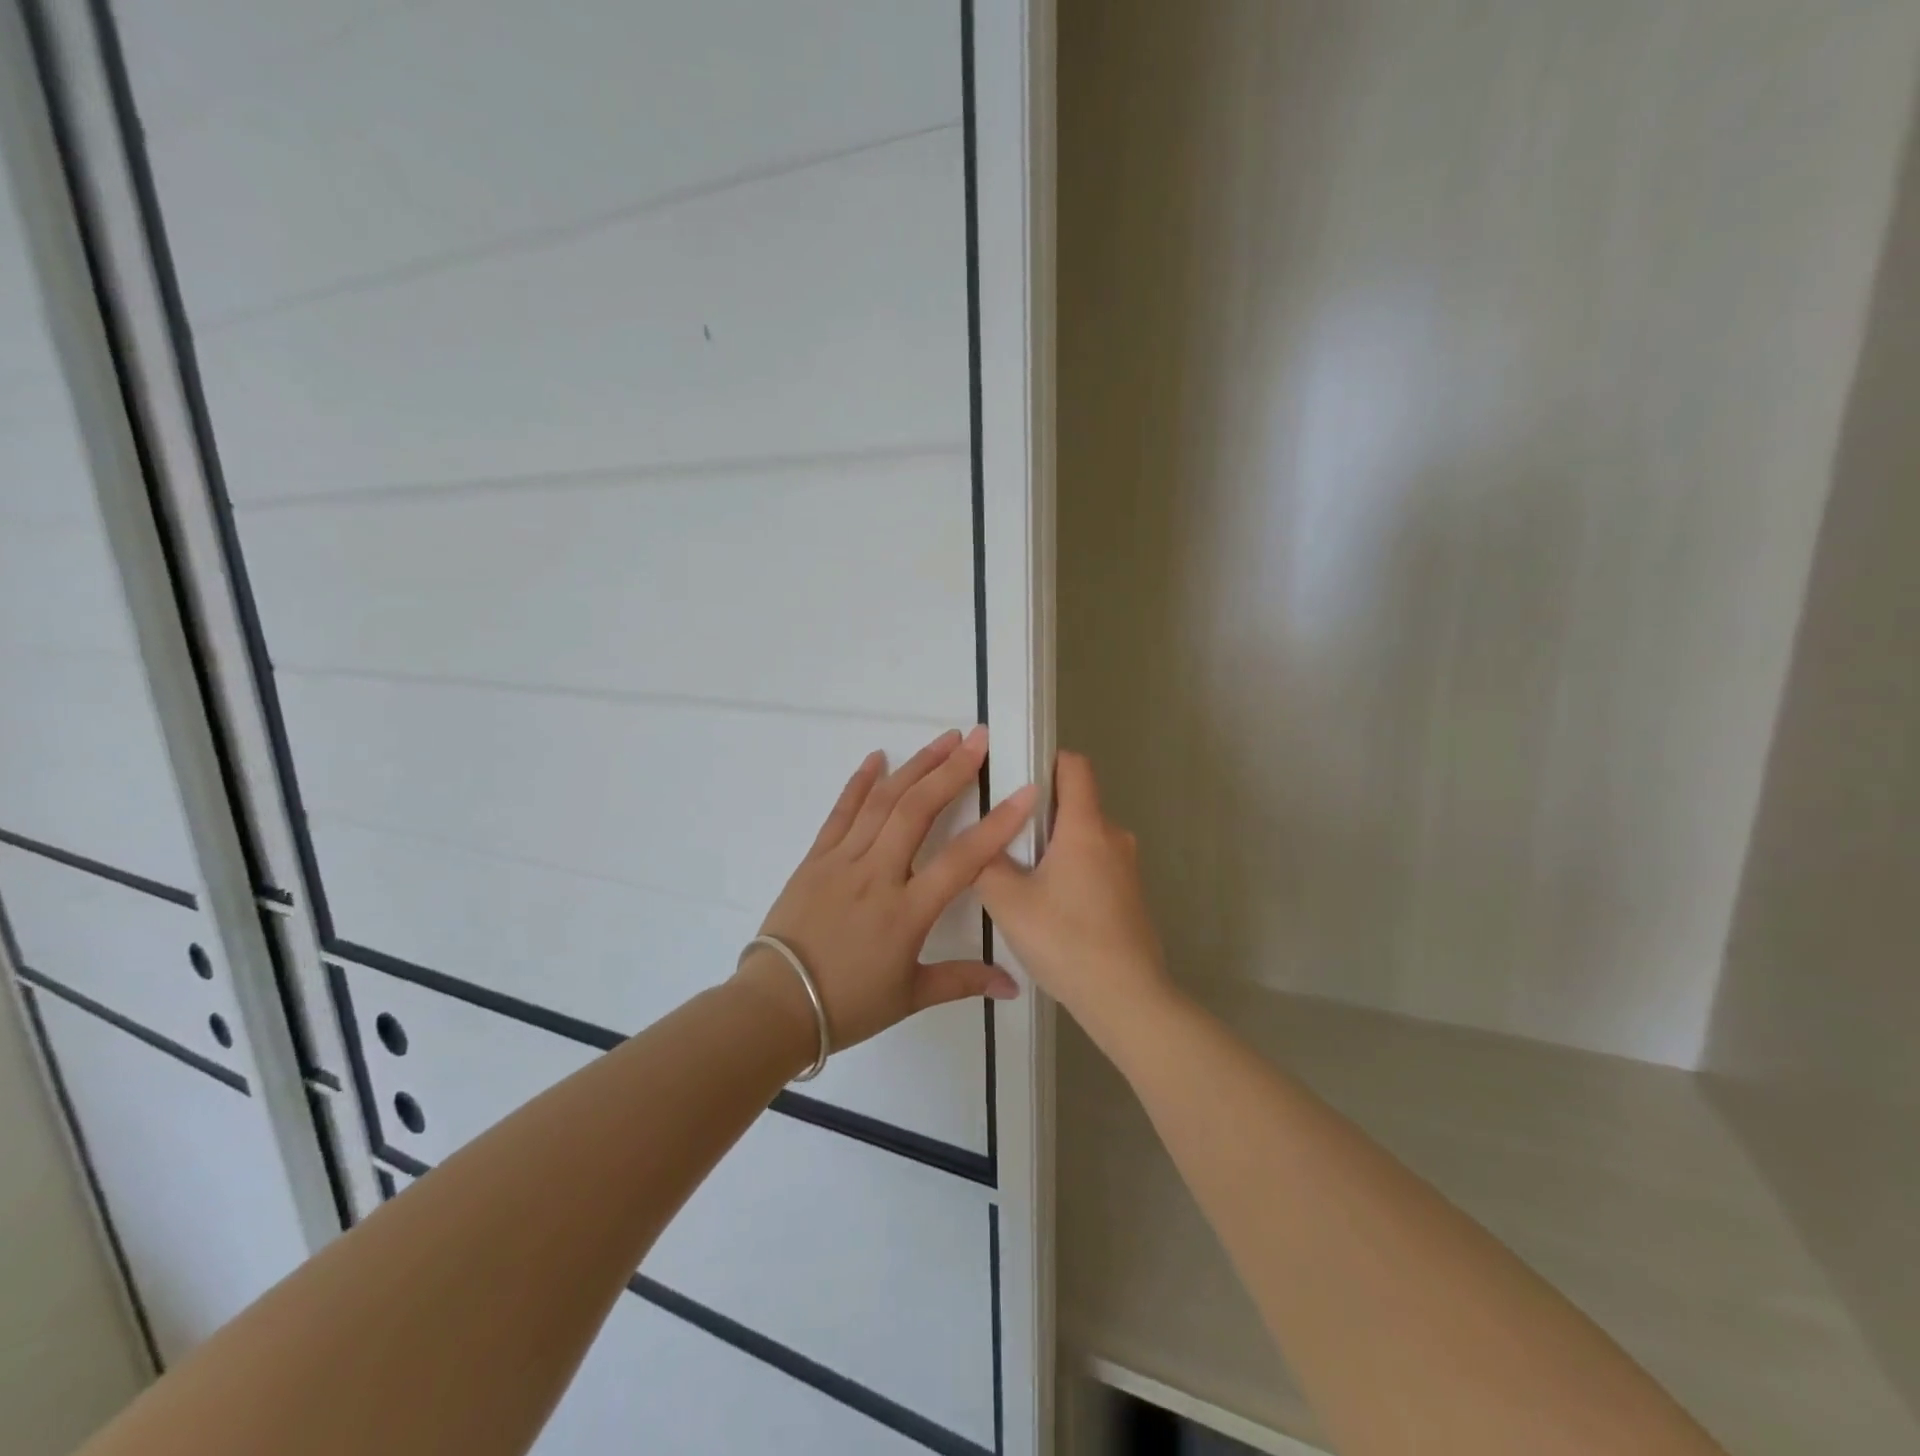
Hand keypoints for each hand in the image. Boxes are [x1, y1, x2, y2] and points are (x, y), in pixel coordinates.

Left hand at [739, 726, 1037, 1053]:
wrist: (776, 1004)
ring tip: (944, 739)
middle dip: (952, 770)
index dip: (998, 823)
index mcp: (907, 911)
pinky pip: (841, 812)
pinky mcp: (815, 858)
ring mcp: (842, 861)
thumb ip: (963, 980)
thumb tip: (1013, 985)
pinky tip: (877, 757)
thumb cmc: (847, 1005)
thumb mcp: (910, 996)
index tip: (1026, 791)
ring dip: (915, 766)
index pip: (962, 859)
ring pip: (882, 802)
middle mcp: (876, 875)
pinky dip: (859, 782)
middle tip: (979, 738)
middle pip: (918, 811)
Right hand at [977, 751, 1171, 1030]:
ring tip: (1022, 877)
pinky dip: (1073, 871)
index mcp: (1086, 827)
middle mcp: (1114, 837)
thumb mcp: (1007, 901)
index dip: (1046, 761)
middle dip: (1041, 813)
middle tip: (1005, 838)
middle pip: (1076, 804)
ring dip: (1056, 847)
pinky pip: (1097, 865)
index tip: (1016, 779)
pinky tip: (1051, 908)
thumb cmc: (1065, 939)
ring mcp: (1128, 868)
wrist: (1126, 998)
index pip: (1075, 766)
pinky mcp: (1131, 895)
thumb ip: (985, 864)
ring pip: (1085, 838)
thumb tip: (979, 846)